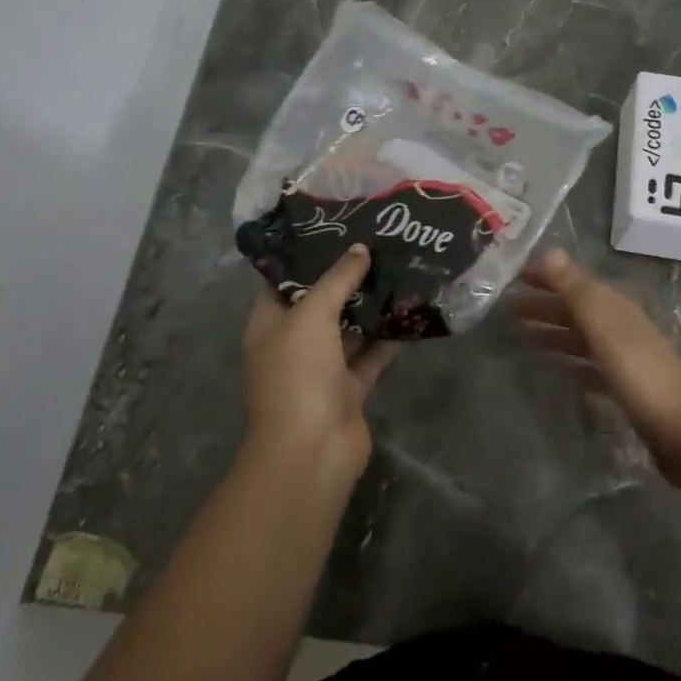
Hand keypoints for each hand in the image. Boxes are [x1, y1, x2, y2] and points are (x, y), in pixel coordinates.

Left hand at [242, 245, 399, 484]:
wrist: (313, 451)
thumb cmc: (298, 375)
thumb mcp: (312, 316)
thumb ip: (337, 280)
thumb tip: (360, 249)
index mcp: (270, 325)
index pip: (284, 281)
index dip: (307, 256)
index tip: (338, 229)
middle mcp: (294, 344)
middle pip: (321, 302)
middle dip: (347, 277)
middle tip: (379, 243)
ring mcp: (322, 368)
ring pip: (349, 328)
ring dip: (371, 305)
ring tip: (400, 267)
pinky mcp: (350, 388)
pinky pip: (371, 354)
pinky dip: (388, 337)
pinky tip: (411, 309)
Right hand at [513, 249, 680, 483]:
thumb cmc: (638, 371)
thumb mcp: (603, 324)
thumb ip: (576, 288)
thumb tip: (549, 251)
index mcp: (614, 305)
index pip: (574, 281)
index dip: (546, 276)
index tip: (513, 276)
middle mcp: (619, 324)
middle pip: (576, 308)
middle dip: (544, 305)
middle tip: (507, 309)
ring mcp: (624, 356)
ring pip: (580, 336)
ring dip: (553, 331)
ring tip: (522, 336)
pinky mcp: (625, 387)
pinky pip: (588, 365)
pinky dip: (569, 360)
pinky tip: (555, 369)